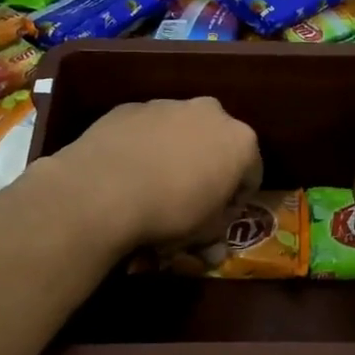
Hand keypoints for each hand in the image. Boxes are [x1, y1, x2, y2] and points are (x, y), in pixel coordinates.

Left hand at [41, 98, 260, 253]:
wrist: (102, 190)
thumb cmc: (171, 213)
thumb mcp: (203, 233)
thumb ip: (215, 233)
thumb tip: (212, 249)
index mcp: (240, 141)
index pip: (252, 174)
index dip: (236, 200)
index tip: (219, 219)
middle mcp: (210, 113)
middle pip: (217, 144)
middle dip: (207, 169)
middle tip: (188, 200)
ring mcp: (168, 105)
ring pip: (180, 132)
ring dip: (175, 154)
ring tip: (153, 185)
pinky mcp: (130, 108)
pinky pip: (146, 130)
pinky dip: (144, 147)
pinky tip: (127, 173)